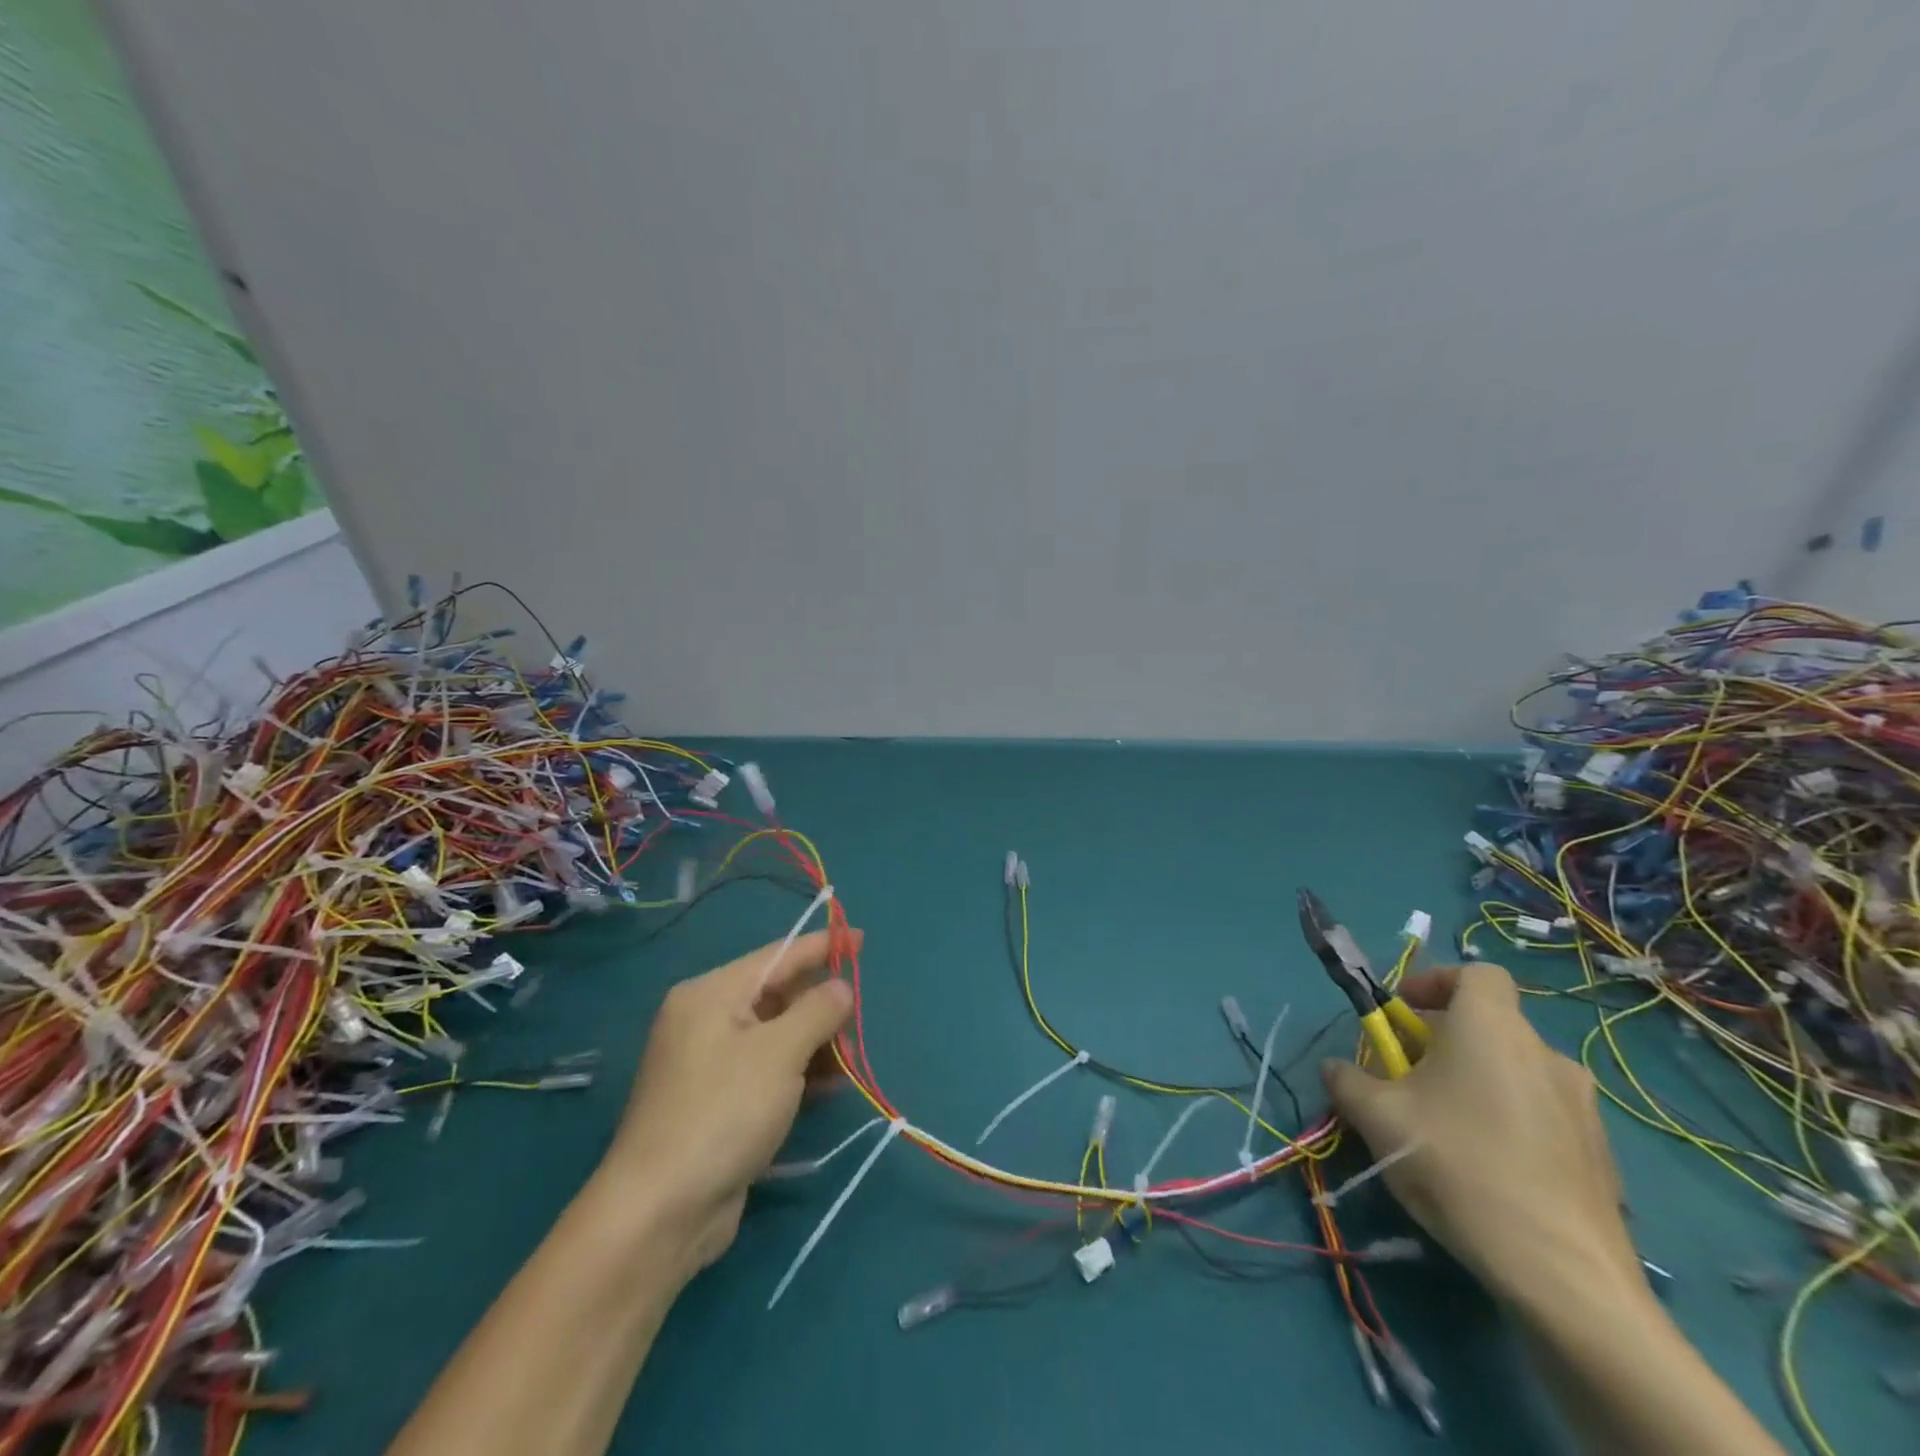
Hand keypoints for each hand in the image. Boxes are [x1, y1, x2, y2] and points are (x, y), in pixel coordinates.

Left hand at [597, 927, 857, 1273]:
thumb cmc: (722, 1113)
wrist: (660, 1213)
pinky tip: (827, 1089)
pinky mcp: (715, 1102)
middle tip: (857, 1024)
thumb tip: (840, 988)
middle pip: (777, 997)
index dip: (822, 946)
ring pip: (775, 1036)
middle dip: (820, 1008)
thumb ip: (817, 1010)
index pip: (777, 956)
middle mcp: (705, 1020)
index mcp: (711, 994)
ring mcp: (708, 1063)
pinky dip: (796, 1074)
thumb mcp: (780, 1053)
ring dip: (814, 1046)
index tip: (860, 937)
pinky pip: (766, 1070)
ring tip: (848, 1065)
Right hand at [1321, 962, 1642, 1315]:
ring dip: (1478, 1081)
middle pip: (1490, 1024)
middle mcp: (1544, 1053)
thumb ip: (1347, 1080)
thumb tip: (1337, 1068)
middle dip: (1444, 1040)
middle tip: (1410, 1078)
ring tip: (1446, 1128)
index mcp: (1491, 1027)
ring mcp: (1582, 1106)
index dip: (1436, 982)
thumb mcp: (1377, 1116)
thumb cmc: (1458, 1164)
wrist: (1563, 1274)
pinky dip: (1511, 1122)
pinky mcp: (1602, 1155)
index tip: (1404, 1013)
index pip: (1475, 972)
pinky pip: (1544, 1115)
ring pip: (1516, 1071)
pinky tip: (1489, 1170)